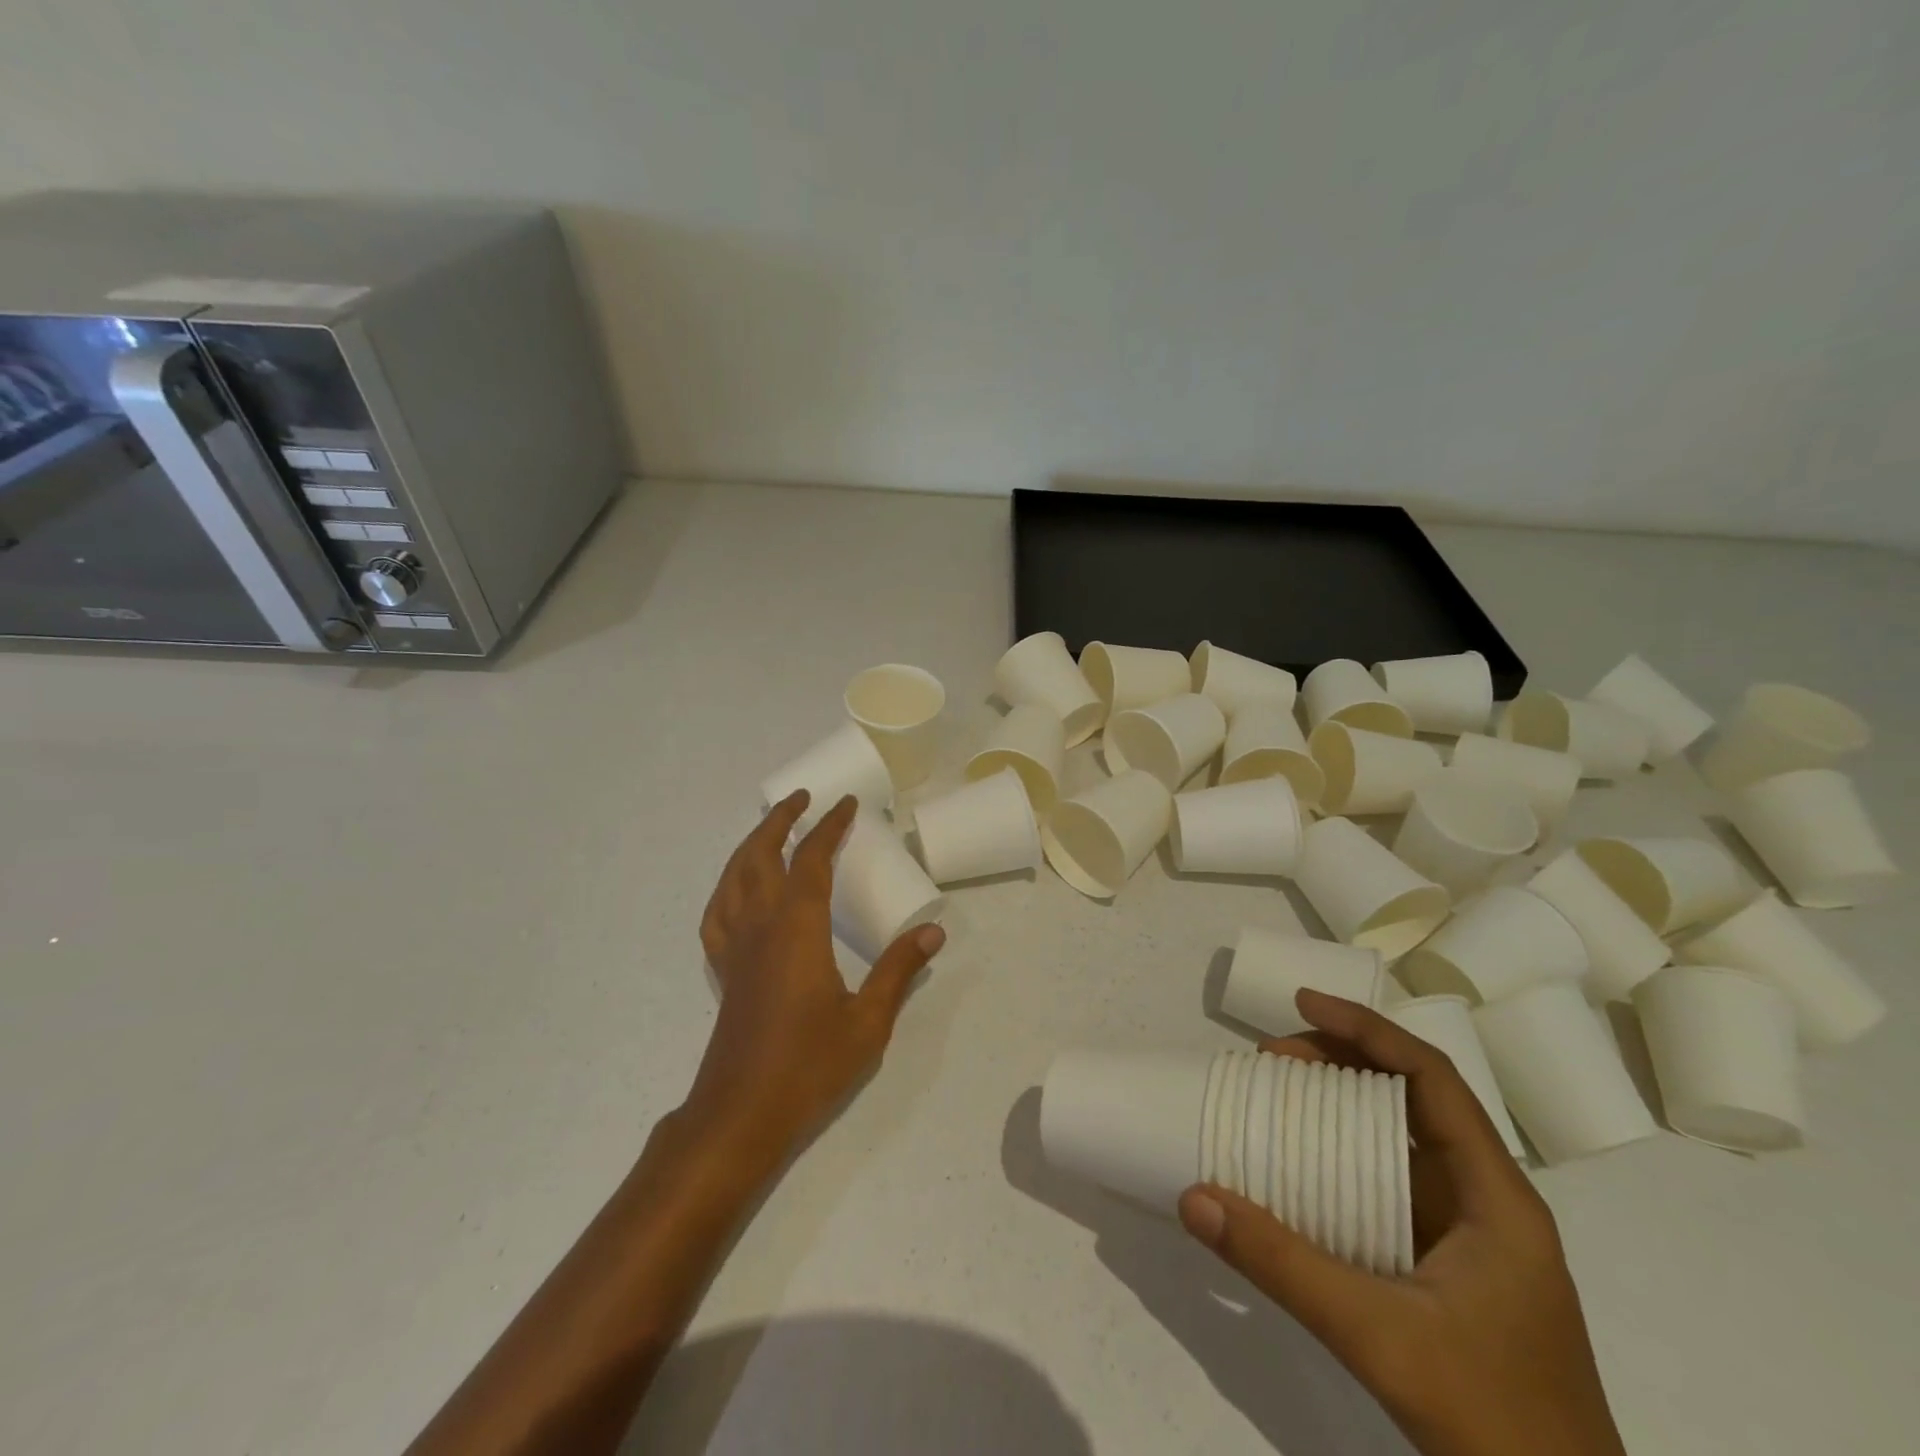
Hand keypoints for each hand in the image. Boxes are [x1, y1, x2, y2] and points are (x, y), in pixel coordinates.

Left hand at [686, 791, 944, 1163]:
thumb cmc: (809, 1065)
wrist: (741, 1114)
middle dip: (780, 821)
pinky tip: (738, 891)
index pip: (811, 859)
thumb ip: (899, 970)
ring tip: (769, 830)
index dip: (829, 827)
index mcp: (797, 928)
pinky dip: (727, 887)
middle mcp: (760, 925)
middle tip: (801, 799)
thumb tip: (933, 931)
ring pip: (733, 877)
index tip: (846, 805)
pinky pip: (717, 914)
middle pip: (761, 855)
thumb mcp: (868, 1020)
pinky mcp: (723, 970)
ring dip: (750, 845)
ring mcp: (735, 947)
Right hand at [1177, 990, 1626, 1455]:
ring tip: (1276, 1095)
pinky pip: (1389, 1184)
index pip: (1433, 1079)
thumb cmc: (1494, 1425)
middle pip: (1413, 1099)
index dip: (1368, 1030)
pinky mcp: (1449, 1269)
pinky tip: (1300, 1169)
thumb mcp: (1378, 1337)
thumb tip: (1194, 1197)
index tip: (1301, 1004)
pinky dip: (1343, 1158)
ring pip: (1400, 1140)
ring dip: (1339, 1108)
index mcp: (1497, 1198)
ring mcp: (1470, 1239)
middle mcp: (1488, 1202)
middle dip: (1341, 1062)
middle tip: (1270, 1058)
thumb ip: (1282, 1265)